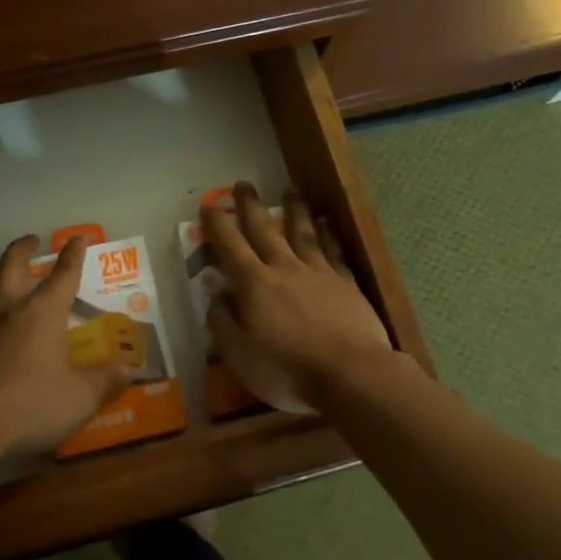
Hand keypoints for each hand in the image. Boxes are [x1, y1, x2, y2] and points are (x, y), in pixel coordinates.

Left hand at [0, 235, 135, 456]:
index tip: (79, 237)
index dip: (74, 253)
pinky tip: (6, 345)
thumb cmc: (32, 402)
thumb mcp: (80, 397)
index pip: (64, 273)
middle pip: (12, 266)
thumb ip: (106, 381)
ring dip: (9, 286)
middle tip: (32, 240)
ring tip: (22, 297)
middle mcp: (11, 311)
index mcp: (43, 312)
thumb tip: (130, 371)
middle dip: (23, 249)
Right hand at [207, 183, 395, 412]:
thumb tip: (216, 295)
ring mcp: (319, 272)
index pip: (230, 246)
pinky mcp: (346, 283)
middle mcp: (285, 268)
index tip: (209, 206)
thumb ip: (223, 322)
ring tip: (290, 189)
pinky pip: (334, 250)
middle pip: (265, 230)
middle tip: (243, 184)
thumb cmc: (287, 370)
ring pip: (303, 232)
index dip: (217, 225)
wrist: (351, 375)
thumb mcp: (239, 355)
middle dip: (250, 206)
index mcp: (254, 284)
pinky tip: (326, 222)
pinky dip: (328, 233)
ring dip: (294, 209)